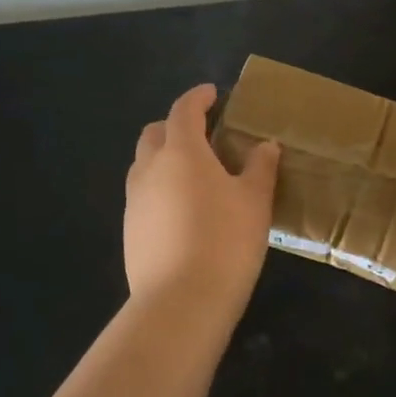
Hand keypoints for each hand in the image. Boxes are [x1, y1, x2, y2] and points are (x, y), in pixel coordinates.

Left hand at [124, 84, 279, 319]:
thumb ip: (260, 168)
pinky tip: (183, 211)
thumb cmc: (225, 241)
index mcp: (181, 152)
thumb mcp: (255, 201)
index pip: (184, 110)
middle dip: (175, 126)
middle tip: (203, 134)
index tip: (213, 94)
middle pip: (155, 133)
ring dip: (165, 158)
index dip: (198, 98)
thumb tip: (265, 146)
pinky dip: (161, 188)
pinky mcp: (130, 230)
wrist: (180, 302)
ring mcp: (135, 201)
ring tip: (195, 174)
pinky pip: (144, 195)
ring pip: (144, 165)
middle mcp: (150, 169)